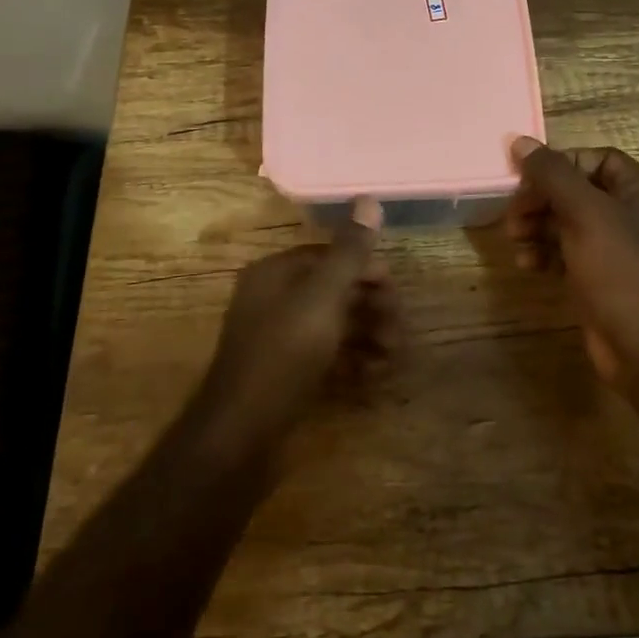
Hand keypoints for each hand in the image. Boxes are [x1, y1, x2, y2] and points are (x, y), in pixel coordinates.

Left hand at [199, 198, 397, 441]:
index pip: (328, 256)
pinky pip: (325, 358)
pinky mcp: (285, 376)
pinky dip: (351, 363)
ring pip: (333, 327)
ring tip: (392, 359)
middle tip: (399, 332)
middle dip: (371, 308)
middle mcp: (273, 300)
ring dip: (367, 337)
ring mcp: (277, 341)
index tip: (394, 289)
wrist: (239, 439)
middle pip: (334, 292)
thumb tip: (368, 198)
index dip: (364, 269)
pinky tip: (372, 378)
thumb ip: (349, 252)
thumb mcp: (321, 298)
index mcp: (275, 274)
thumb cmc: (282, 356)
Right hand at [505, 137, 638, 390]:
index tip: (529, 177)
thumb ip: (551, 174)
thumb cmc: (622, 270)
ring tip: (515, 238)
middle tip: (514, 213)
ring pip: (565, 222)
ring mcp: (613, 250)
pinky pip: (564, 253)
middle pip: (575, 190)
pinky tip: (527, 264)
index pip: (594, 159)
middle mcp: (628, 216)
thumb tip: (519, 141)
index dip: (561, 163)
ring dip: (536, 225)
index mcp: (638, 191)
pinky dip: (543, 253)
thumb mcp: (585, 213)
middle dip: (541, 198)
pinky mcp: (597, 280)